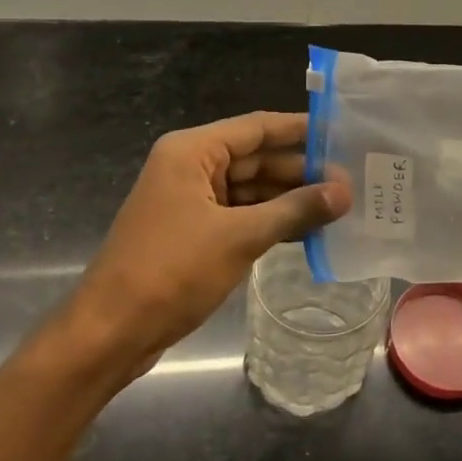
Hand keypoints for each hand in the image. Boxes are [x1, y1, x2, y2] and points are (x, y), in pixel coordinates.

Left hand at [63, 112, 350, 376]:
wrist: (111, 332)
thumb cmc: (171, 270)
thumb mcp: (239, 236)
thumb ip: (294, 210)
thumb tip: (344, 192)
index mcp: (192, 152)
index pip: (257, 128)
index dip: (300, 129)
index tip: (342, 133)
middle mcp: (190, 167)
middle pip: (255, 158)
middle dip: (300, 170)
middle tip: (350, 181)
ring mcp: (191, 201)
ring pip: (250, 189)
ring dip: (289, 199)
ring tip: (339, 206)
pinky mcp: (194, 232)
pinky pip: (241, 215)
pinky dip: (271, 221)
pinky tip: (308, 231)